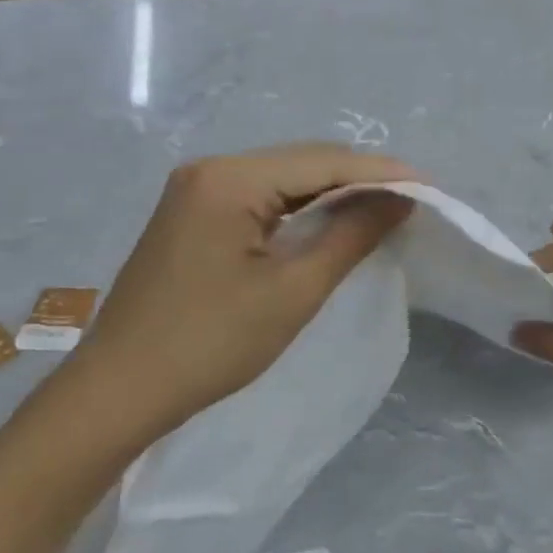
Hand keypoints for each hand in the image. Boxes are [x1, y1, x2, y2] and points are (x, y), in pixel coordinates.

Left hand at [75, 143, 415, 435]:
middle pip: (301, 162)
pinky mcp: (193, 214)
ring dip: (332, 193)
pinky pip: (260, 199)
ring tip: (384, 207)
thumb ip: (350, 237)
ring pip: (282, 180)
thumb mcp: (292, 292)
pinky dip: (300, 209)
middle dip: (359, 178)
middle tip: (414, 199)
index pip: (322, 162)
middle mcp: (210, 170)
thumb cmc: (210, 344)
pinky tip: (331, 221)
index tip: (432, 186)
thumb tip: (400, 201)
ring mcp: (197, 190)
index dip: (381, 173)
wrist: (120, 390)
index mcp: (230, 179)